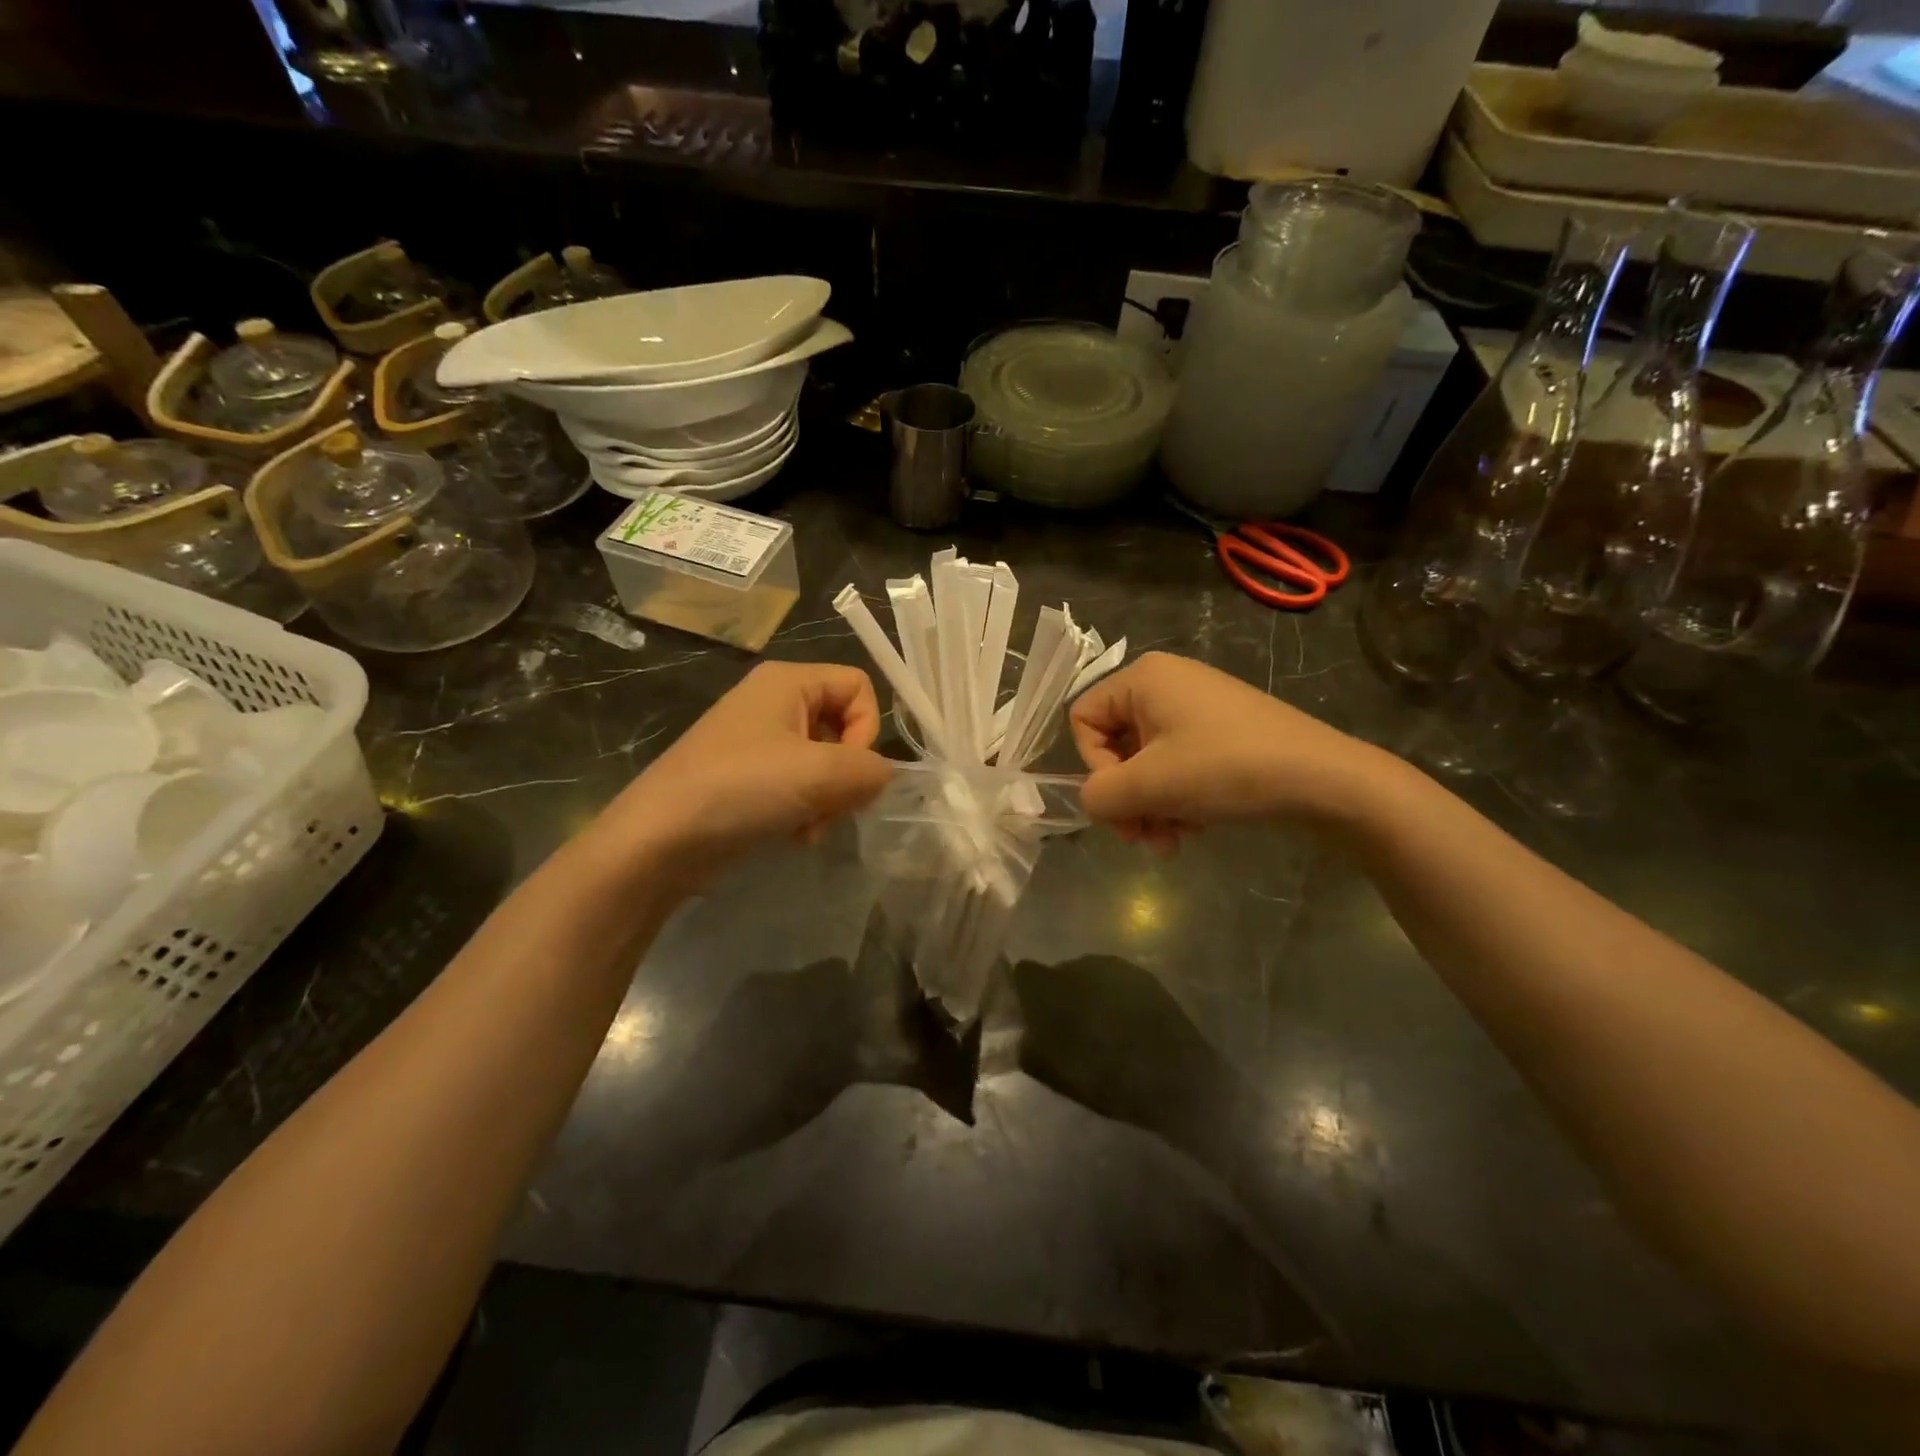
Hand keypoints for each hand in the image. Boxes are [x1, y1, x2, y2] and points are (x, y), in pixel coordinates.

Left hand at [602, 661, 893, 870]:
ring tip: (807, 828)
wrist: (658, 842)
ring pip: (825, 763)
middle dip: (846, 775)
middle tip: (829, 807)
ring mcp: (758, 742)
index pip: (859, 686)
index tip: (849, 771)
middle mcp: (774, 702)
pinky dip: (805, 811)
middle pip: (844, 727)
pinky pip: (799, 786)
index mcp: (788, 681)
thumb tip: (881, 777)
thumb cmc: (740, 790)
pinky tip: (792, 836)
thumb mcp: (820, 774)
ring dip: (828, 800)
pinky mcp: (747, 778)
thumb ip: (871, 769)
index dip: (867, 729)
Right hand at [1069, 652, 1389, 851]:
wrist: (1325, 779)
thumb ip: (1100, 794)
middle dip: (1127, 799)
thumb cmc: (1227, 769)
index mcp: (1143, 679)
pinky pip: (1178, 764)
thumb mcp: (1151, 785)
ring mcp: (1197, 707)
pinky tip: (1197, 826)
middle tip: (1145, 839)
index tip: (1124, 801)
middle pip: (1115, 746)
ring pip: (1147, 763)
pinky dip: (1178, 798)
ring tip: (1175, 841)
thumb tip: (1093, 800)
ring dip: (1152, 806)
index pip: (1084, 720)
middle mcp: (1166, 683)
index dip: (1094, 767)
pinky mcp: (1222, 731)